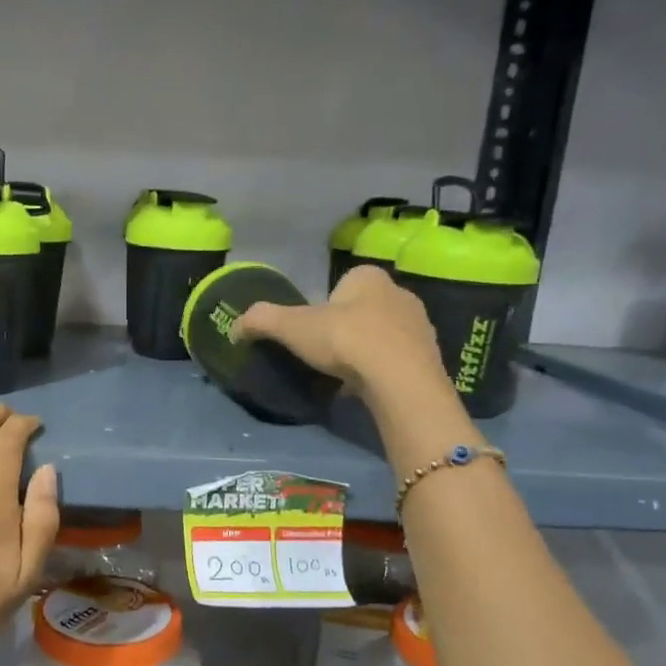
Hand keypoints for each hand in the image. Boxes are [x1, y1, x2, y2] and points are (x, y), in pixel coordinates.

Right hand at [235, 264, 451, 401]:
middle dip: (347, 328)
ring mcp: (420, 325)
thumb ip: (261, 320)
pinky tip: (368, 388)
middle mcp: (399, 293)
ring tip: (347, 375)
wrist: (399, 379)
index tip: (313, 332)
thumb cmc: (345, 339)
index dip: (324, 307)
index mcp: (369, 277)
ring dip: (366, 350)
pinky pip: (398, 360)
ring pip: (383, 334)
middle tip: (327, 355)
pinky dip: (382, 371)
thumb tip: (234, 326)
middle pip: (363, 309)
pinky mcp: (430, 357)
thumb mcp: (291, 327)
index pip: (341, 285)